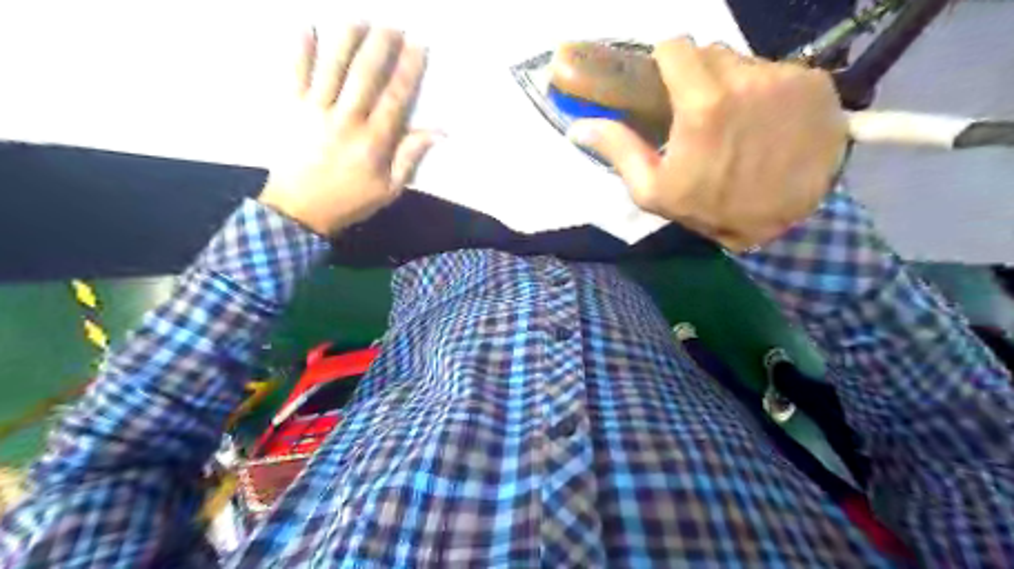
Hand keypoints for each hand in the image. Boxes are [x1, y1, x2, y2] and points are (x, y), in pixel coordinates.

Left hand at [257, 24, 435, 234]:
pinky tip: (307, 26)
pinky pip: (294, 72)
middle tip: (392, 25)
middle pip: (365, 73)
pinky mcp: (290, 108)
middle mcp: (346, 119)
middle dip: (381, 45)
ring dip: (347, 38)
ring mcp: (315, 110)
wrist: (299, 211)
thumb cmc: (350, 201)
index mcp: (374, 141)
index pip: (395, 96)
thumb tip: (438, 132)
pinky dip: (299, 48)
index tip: (418, 45)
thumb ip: (410, 158)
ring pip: (332, 66)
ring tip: (359, 19)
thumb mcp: (389, 189)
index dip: (409, 69)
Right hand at [569, 39, 848, 250]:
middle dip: (697, 77)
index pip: (675, 47)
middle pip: (709, 53)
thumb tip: (580, 127)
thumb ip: (620, 151)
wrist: (792, 223)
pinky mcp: (816, 83)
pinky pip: (778, 73)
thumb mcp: (655, 191)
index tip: (664, 85)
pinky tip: (768, 123)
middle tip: (697, 113)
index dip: (664, 63)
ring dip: (732, 84)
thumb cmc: (714, 208)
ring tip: (735, 122)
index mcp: (703, 104)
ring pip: (743, 62)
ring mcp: (785, 78)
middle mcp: (745, 79)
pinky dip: (767, 91)